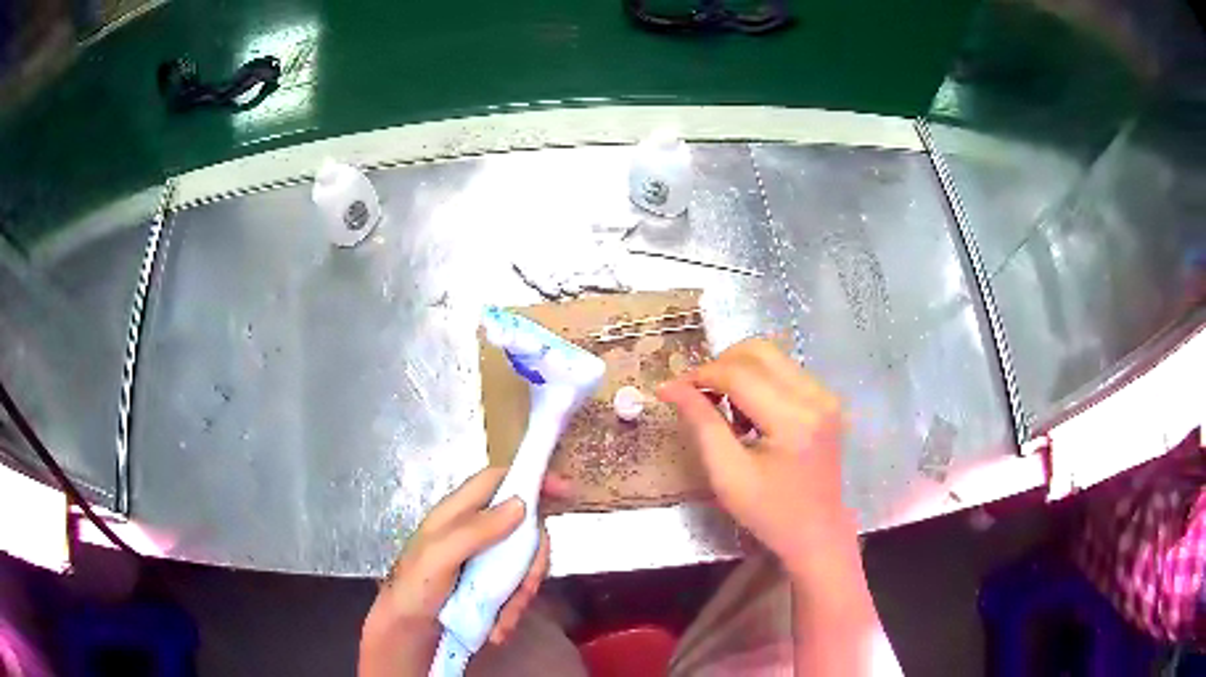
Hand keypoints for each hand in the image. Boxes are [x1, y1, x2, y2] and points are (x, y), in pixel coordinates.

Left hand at [359, 467, 566, 676]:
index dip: (530, 477)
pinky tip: (499, 629)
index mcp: (458, 512)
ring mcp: (486, 559)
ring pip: (525, 563)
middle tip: (527, 587)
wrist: (408, 630)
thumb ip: (475, 530)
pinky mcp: (491, 584)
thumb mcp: (439, 556)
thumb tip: (521, 503)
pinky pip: (518, 590)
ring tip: (503, 621)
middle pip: (524, 528)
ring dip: (522, 594)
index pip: (498, 480)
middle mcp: (477, 530)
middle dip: (532, 561)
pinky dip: (513, 611)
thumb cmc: (415, 587)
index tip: (564, 490)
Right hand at [657, 338, 851, 578]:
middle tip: (698, 396)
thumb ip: (701, 424)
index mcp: (793, 420)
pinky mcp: (826, 400)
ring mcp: (825, 396)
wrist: (818, 534)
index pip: (739, 374)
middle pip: (758, 351)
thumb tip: (670, 387)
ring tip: (725, 412)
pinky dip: (758, 382)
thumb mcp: (727, 475)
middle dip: (720, 366)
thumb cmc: (770, 514)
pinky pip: (785, 372)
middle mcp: (815, 397)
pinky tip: (749, 415)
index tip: (672, 389)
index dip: (700, 375)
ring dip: (739, 373)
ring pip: (772, 357)